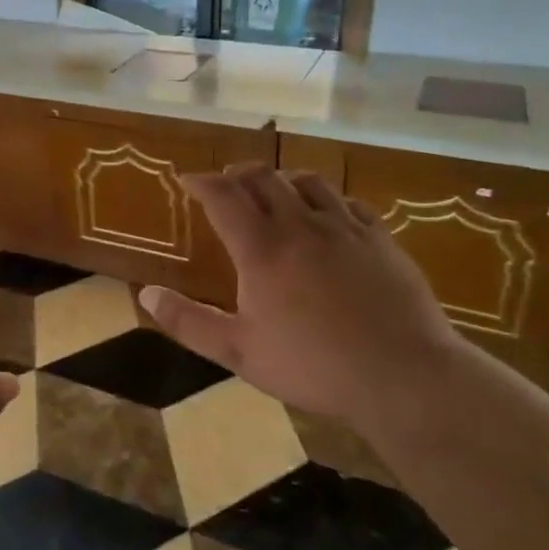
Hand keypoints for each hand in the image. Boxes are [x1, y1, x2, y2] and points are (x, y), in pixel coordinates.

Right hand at [140, 164, 458, 419]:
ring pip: (308, 181)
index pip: (223, 196)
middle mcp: (299, 225)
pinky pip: (348, 202)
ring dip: (281, 178)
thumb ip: (188, 322)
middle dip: (238, 173)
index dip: (201, 182)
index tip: (187, 179)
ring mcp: (344, 228)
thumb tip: (146, 294)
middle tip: (225, 181)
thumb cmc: (313, 366)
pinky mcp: (380, 239)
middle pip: (263, 178)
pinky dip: (326, 198)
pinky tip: (327, 212)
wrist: (403, 376)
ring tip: (272, 187)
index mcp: (261, 249)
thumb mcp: (239, 351)